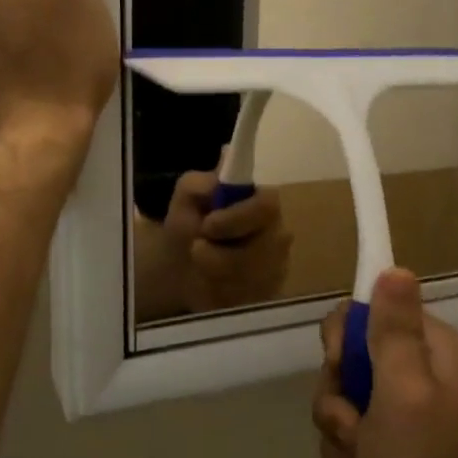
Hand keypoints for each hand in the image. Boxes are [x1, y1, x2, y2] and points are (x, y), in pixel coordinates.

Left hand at [156, 170, 292, 314]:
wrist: (179, 270)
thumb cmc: (188, 226)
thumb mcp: (185, 199)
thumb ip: (201, 181)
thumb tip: (225, 157)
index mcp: (262, 202)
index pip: (267, 206)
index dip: (238, 218)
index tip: (208, 226)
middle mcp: (278, 234)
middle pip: (262, 250)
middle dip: (220, 255)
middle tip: (197, 250)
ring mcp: (277, 267)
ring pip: (252, 278)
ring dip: (215, 274)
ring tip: (199, 266)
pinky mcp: (269, 295)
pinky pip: (247, 300)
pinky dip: (220, 294)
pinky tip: (210, 286)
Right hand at [313, 269, 457, 457]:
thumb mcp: (404, 392)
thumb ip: (395, 330)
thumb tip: (396, 268)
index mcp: (430, 353)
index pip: (367, 313)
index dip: (344, 340)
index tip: (341, 368)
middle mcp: (417, 379)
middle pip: (346, 365)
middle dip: (338, 406)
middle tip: (357, 433)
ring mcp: (400, 421)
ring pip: (338, 411)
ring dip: (340, 446)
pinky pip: (342, 449)